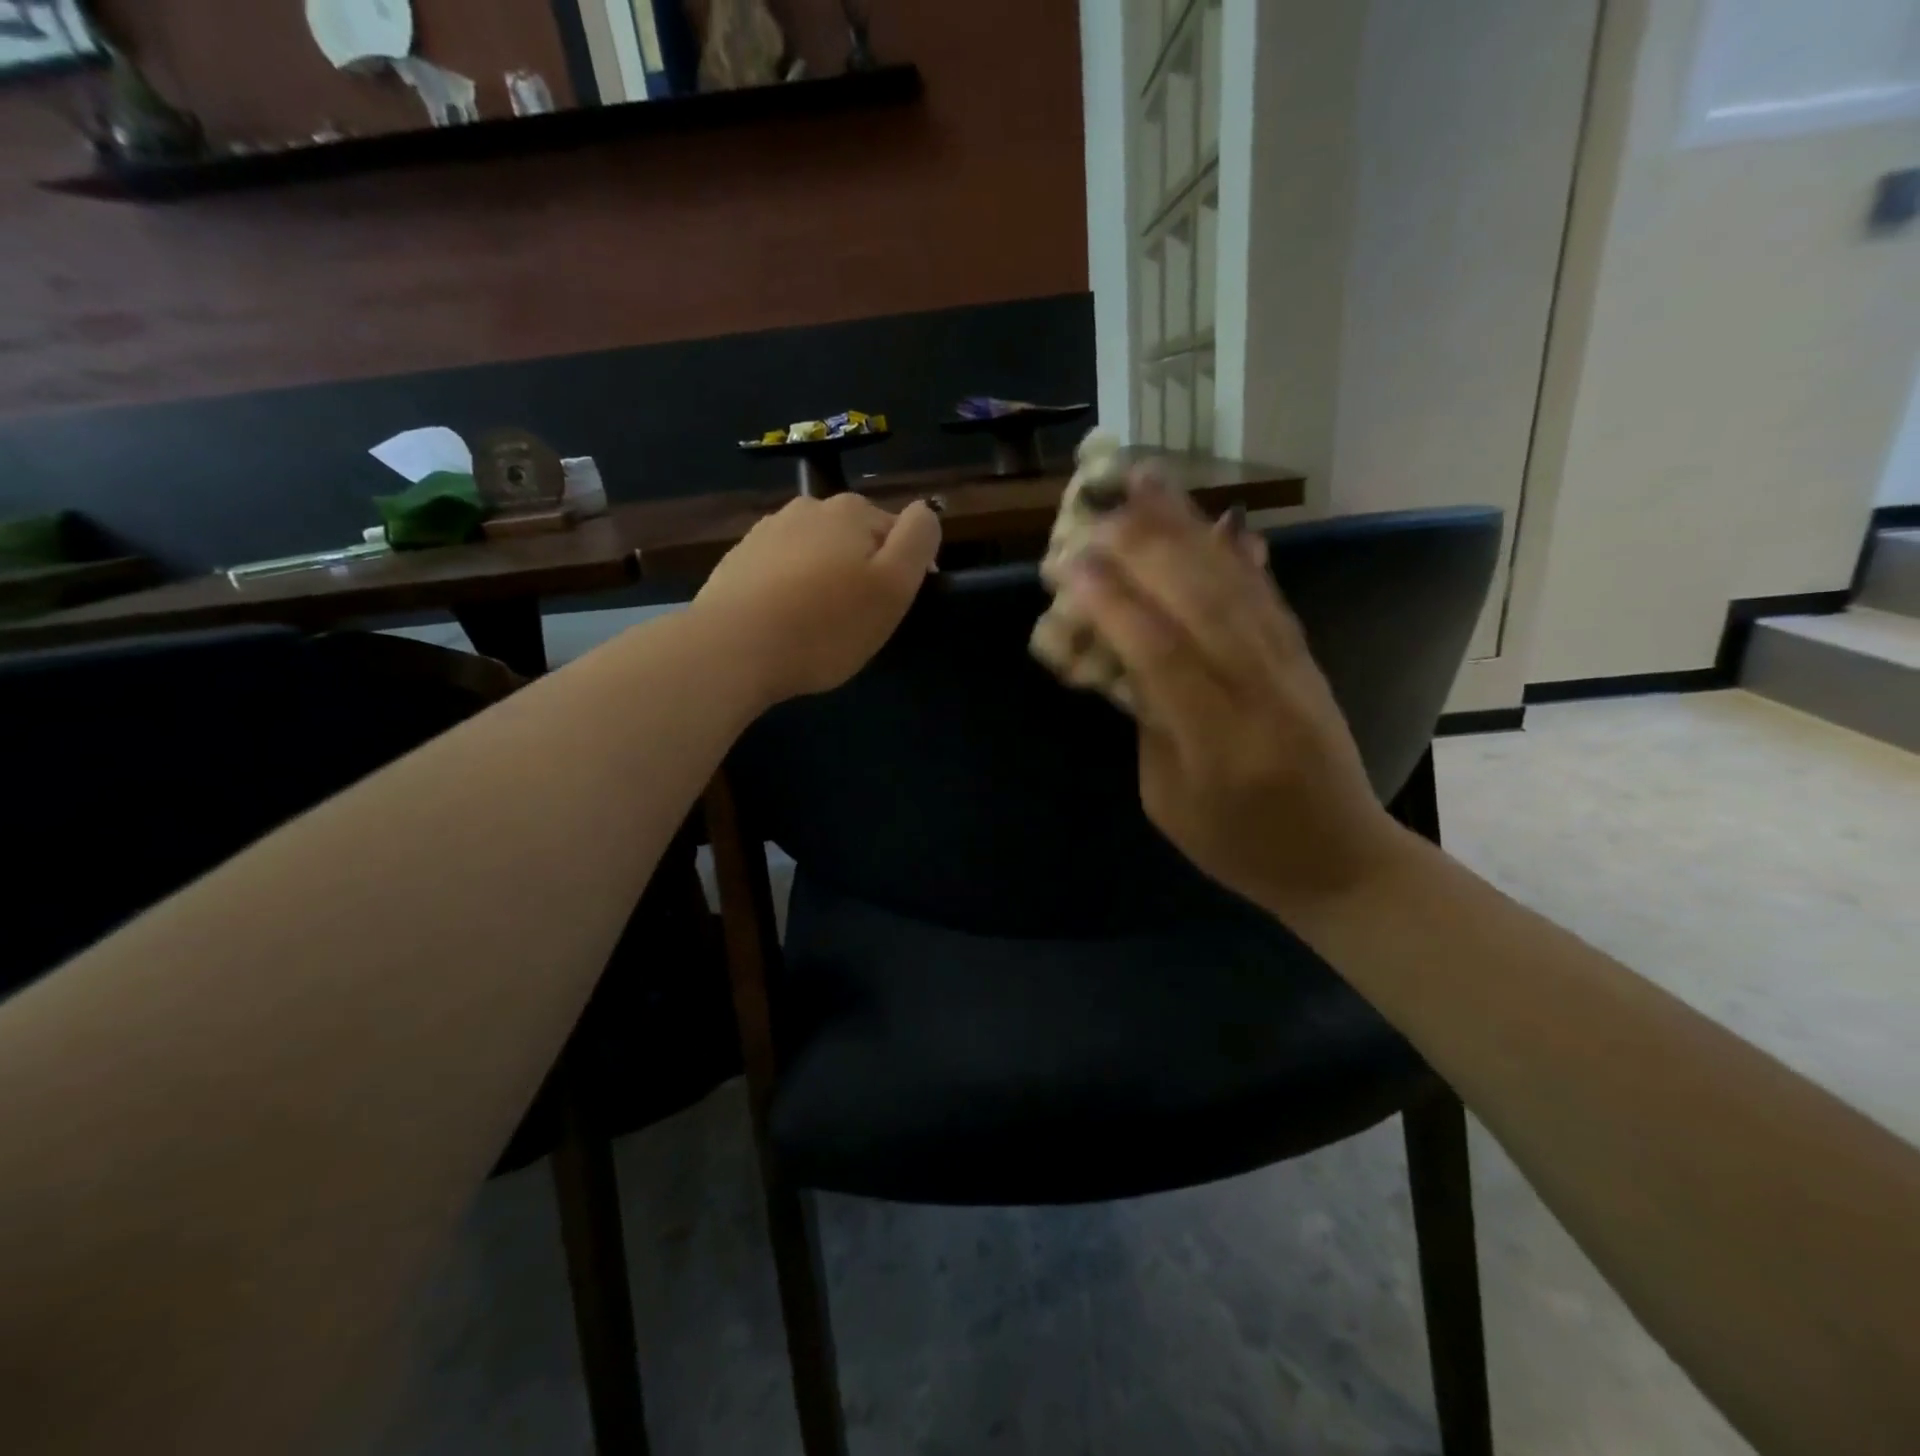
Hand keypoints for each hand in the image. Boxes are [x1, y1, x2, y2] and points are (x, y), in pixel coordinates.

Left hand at [691, 492, 941, 703]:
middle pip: (855, 538)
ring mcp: (768, 530)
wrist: (732, 648)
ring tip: (817, 623)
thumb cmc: (825, 624)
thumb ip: (918, 539)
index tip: (892, 610)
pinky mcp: (739, 559)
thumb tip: (924, 510)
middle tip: (856, 620)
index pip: (899, 532)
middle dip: (862, 571)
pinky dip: (790, 588)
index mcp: (852, 510)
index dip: (904, 571)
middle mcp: (809, 507)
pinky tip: (784, 621)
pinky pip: (781, 569)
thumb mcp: (894, 586)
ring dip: (825, 578)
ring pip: (816, 552)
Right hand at [1060, 473, 1405, 910]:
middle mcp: (1260, 691)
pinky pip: (1269, 597)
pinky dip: (1241, 555)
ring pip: (1235, 585)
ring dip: (1188, 530)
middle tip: (1097, 508)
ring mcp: (1291, 669)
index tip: (1068, 565)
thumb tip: (1127, 655)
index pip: (1160, 654)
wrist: (1340, 858)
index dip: (1113, 604)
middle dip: (1144, 546)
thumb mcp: (1167, 800)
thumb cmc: (1238, 845)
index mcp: (1217, 740)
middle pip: (1200, 601)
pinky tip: (1221, 521)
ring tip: (1150, 483)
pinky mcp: (1306, 659)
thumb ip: (1148, 724)